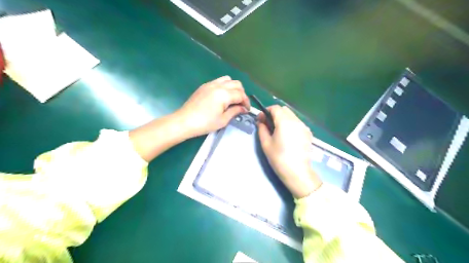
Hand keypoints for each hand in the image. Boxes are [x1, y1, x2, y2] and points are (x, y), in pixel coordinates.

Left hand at [177, 75, 250, 137]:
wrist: (184, 121)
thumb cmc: (205, 123)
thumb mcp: (223, 120)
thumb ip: (235, 111)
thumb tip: (243, 109)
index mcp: (224, 94)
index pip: (241, 94)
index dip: (246, 102)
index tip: (247, 110)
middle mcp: (218, 85)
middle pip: (236, 84)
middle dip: (242, 94)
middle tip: (241, 105)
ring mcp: (210, 84)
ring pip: (228, 79)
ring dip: (234, 87)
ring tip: (233, 99)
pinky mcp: (204, 86)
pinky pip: (219, 81)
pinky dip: (225, 86)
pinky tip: (222, 97)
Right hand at [256, 106, 322, 198]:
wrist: (297, 172)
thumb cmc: (279, 158)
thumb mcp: (266, 143)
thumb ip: (262, 129)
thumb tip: (261, 122)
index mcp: (284, 122)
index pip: (275, 108)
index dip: (266, 111)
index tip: (260, 119)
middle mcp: (296, 121)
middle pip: (284, 110)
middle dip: (274, 114)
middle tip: (268, 124)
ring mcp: (304, 127)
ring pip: (292, 116)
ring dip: (283, 118)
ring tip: (277, 130)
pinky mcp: (308, 133)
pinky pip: (297, 123)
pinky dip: (290, 124)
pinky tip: (287, 136)